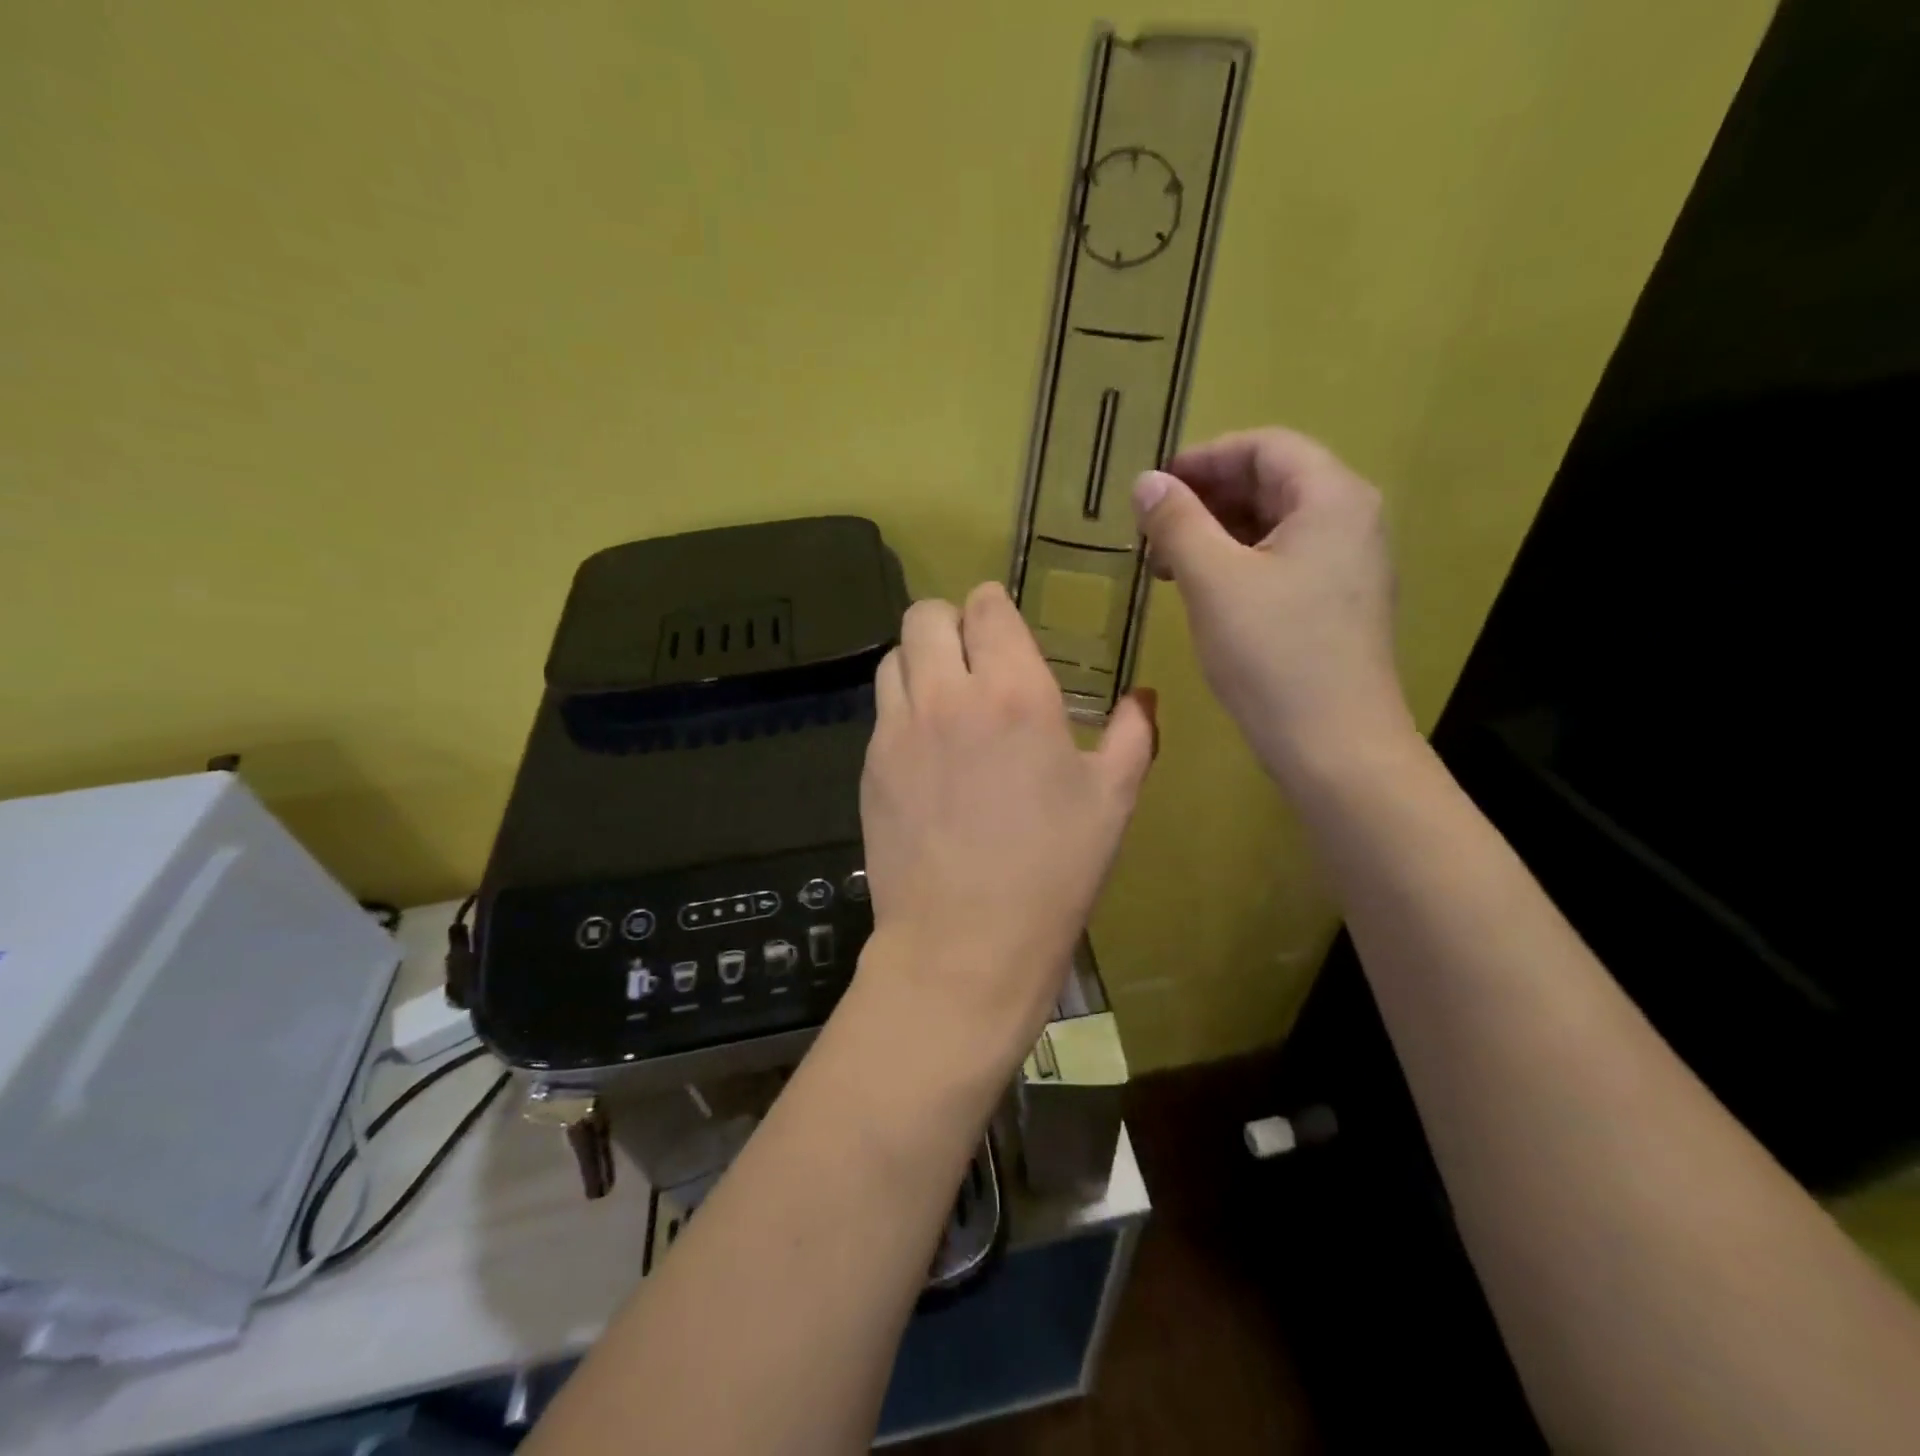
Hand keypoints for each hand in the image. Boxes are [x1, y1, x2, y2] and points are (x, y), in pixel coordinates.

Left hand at [855, 582, 1156, 1079]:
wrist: (964, 942)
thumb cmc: (1053, 872)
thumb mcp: (1113, 801)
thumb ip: (1134, 734)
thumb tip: (1143, 695)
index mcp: (1015, 693)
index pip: (986, 608)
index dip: (993, 608)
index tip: (1003, 628)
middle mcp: (947, 695)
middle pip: (925, 615)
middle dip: (949, 623)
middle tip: (971, 658)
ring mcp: (899, 729)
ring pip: (893, 657)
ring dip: (919, 661)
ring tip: (944, 698)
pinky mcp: (870, 764)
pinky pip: (881, 710)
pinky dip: (902, 708)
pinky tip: (926, 750)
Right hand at [1131, 426, 1414, 786]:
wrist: (1335, 745)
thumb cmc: (1273, 654)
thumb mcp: (1213, 581)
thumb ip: (1177, 523)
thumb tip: (1146, 481)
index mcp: (1332, 498)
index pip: (1265, 446)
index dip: (1204, 458)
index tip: (1153, 486)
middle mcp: (1351, 520)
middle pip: (1273, 482)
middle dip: (1207, 498)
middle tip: (1152, 528)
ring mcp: (1348, 565)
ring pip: (1274, 525)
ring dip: (1217, 533)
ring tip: (1166, 563)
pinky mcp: (1337, 604)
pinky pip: (1283, 561)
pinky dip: (1238, 563)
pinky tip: (1203, 591)